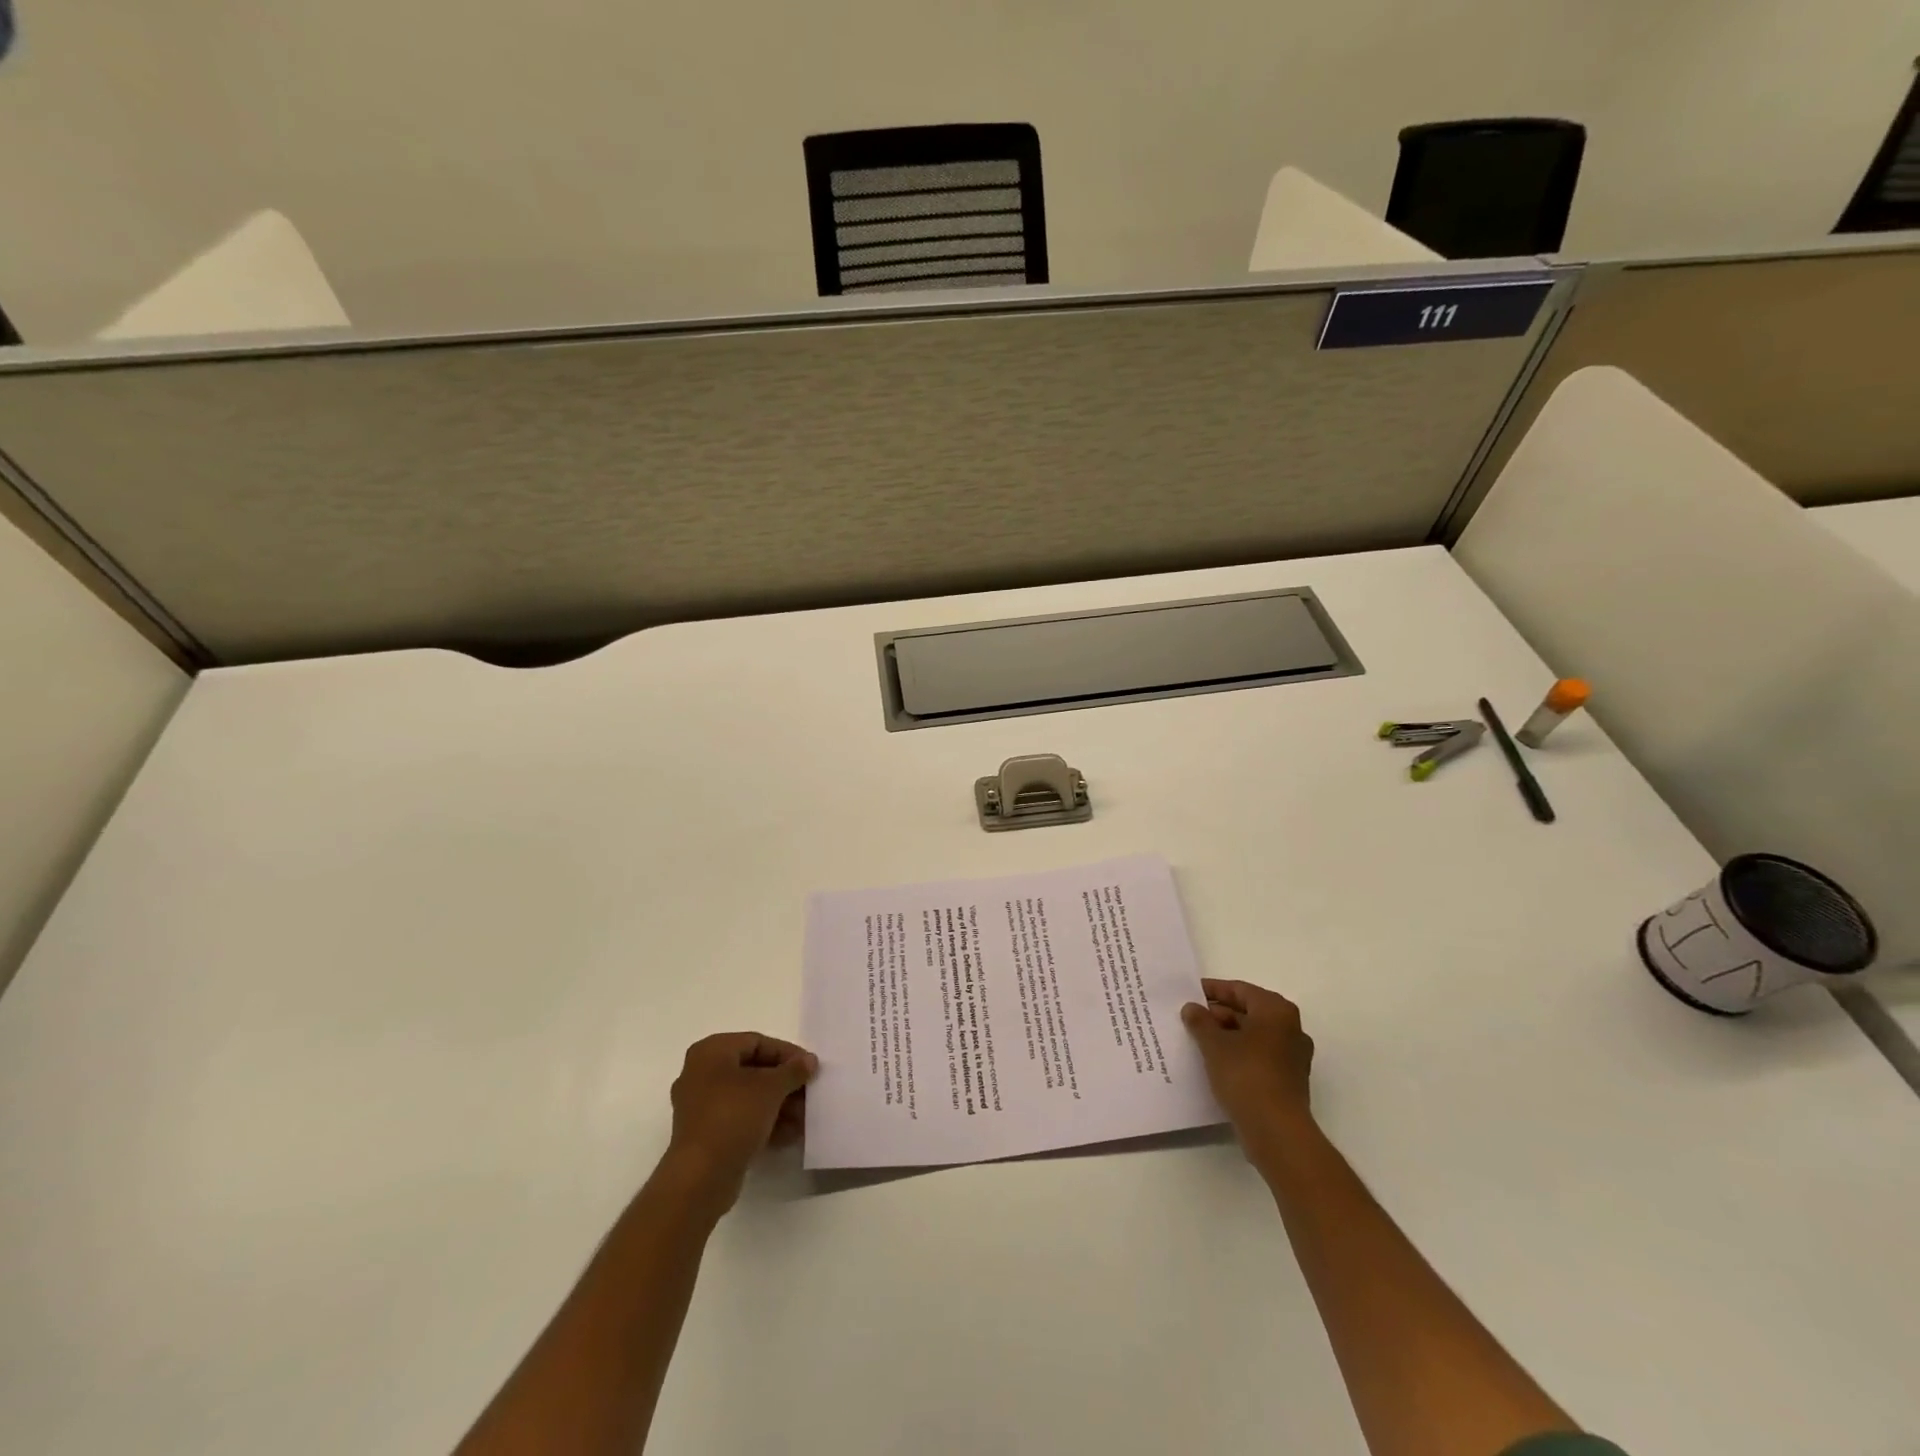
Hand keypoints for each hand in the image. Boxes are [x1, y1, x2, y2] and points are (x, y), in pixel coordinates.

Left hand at [663, 1032, 817, 1211]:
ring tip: (804, 1118)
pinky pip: (739, 1119)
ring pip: (747, 1097)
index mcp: (710, 1052)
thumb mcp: (771, 1088)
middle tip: (809, 1093)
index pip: (756, 1042)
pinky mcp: (705, 1134)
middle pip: (752, 1070)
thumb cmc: (733, 1117)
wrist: (700, 1178)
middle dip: (784, 1084)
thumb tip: (809, 1061)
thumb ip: (793, 1070)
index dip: (787, 1053)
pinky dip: (763, 1122)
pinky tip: (789, 1135)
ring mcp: (700, 1106)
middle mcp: (701, 1074)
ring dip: (778, 1105)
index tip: (810, 1068)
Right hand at [1181, 979, 1314, 1143]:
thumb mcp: (1214, 1044)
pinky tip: (1215, 1063)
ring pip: (1253, 1036)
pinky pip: (1258, 1057)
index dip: (1213, 990)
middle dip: (1218, 1014)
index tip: (1189, 993)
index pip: (1240, 990)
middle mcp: (1290, 1029)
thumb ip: (1200, 1021)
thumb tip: (1192, 1008)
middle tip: (1190, 1018)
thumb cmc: (1246, 1075)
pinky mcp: (1288, 1080)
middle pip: (1248, 1012)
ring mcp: (1292, 1056)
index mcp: (1276, 1011)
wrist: (1276, 1131)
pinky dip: (1238, 1055)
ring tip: (1197, 1041)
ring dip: (1227, 1036)